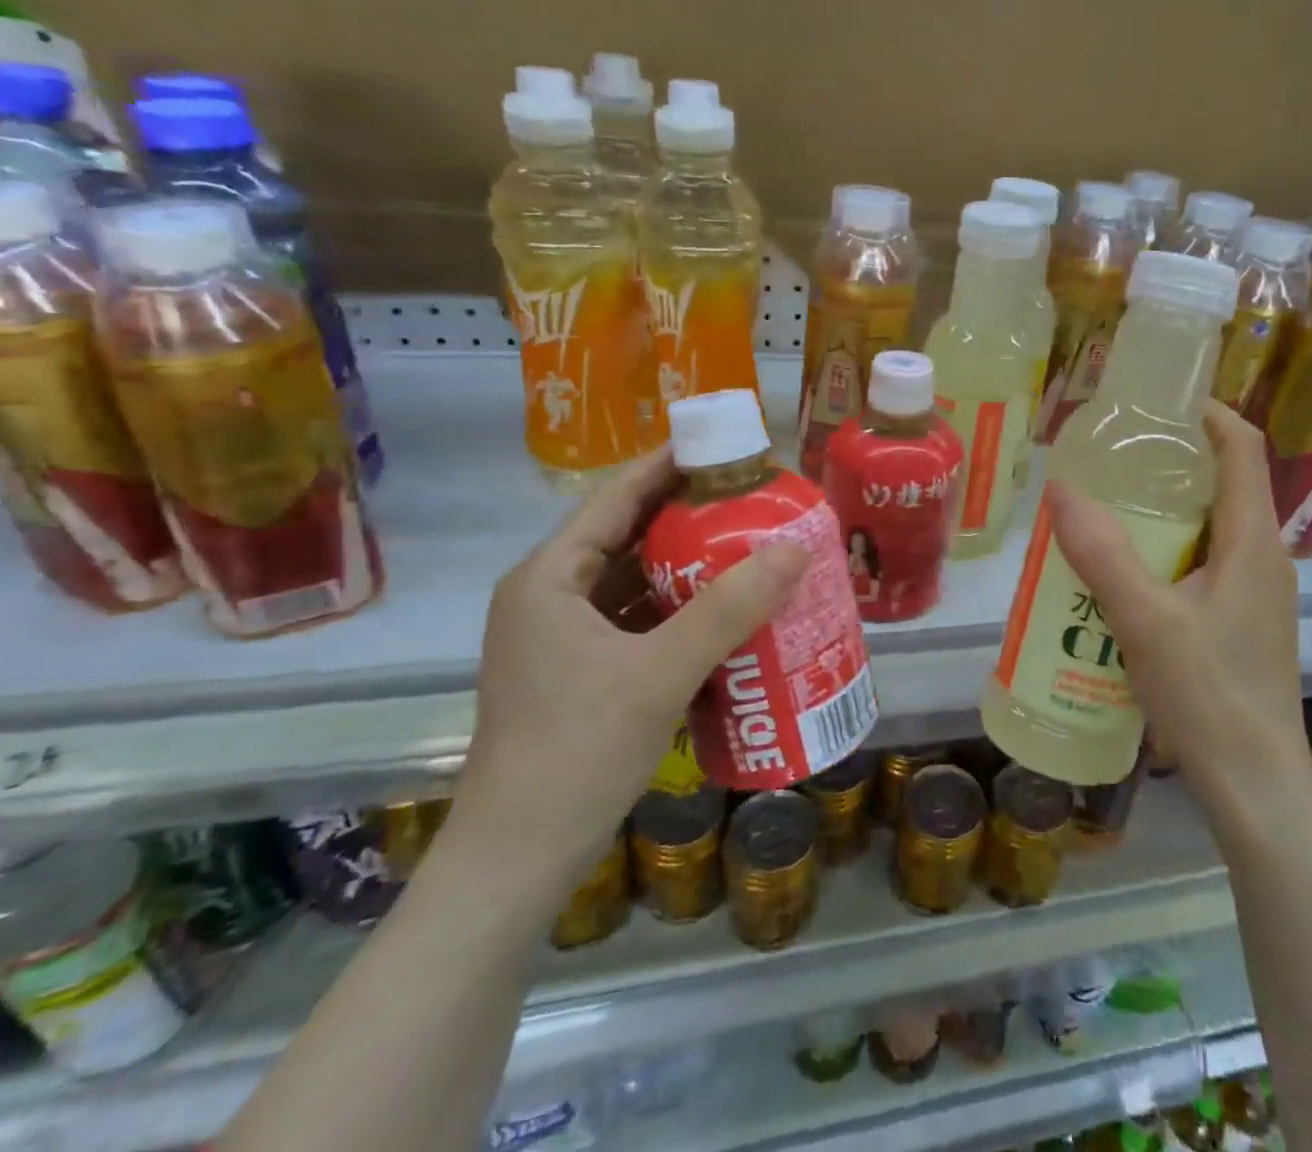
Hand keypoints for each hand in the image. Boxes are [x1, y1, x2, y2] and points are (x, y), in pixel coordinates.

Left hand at [452, 450, 809, 893]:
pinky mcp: (580, 674)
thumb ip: (729, 608)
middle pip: (627, 535)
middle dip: (689, 515)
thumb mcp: (660, 673)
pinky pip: (637, 621)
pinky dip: (678, 610)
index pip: (616, 497)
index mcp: (550, 578)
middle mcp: (549, 597)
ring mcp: (562, 639)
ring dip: (688, 565)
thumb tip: (795, 548)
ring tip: (751, 545)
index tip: (726, 447)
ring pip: (634, 581)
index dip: (670, 464)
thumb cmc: (576, 752)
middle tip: (754, 499)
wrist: (516, 864)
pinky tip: (727, 612)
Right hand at [1046, 403, 1309, 808]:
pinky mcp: (1245, 622)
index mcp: (1254, 541)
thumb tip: (1061, 487)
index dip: (1209, 413)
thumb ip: (1101, 552)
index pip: (1243, 449)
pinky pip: (1207, 565)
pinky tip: (1125, 577)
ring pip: (1212, 529)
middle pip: (1226, 484)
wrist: (1255, 786)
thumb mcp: (1144, 620)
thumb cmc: (1209, 695)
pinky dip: (1169, 553)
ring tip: (1108, 511)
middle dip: (1173, 463)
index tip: (1158, 400)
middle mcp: (1265, 557)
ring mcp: (1259, 593)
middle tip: (1113, 458)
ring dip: (1166, 513)